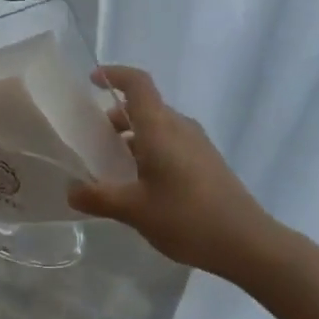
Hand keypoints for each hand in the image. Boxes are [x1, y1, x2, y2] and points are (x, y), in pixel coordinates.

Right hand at [69, 66, 273, 275]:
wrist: (248, 243)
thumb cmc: (187, 217)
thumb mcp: (134, 210)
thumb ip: (99, 197)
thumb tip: (71, 190)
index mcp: (160, 127)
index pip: (137, 83)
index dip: (114, 75)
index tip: (92, 79)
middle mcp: (179, 126)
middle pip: (145, 106)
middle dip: (116, 116)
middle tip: (92, 139)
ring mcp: (197, 144)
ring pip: (158, 127)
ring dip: (133, 137)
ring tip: (113, 166)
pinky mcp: (207, 162)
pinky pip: (171, 143)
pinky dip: (150, 150)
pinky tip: (142, 184)